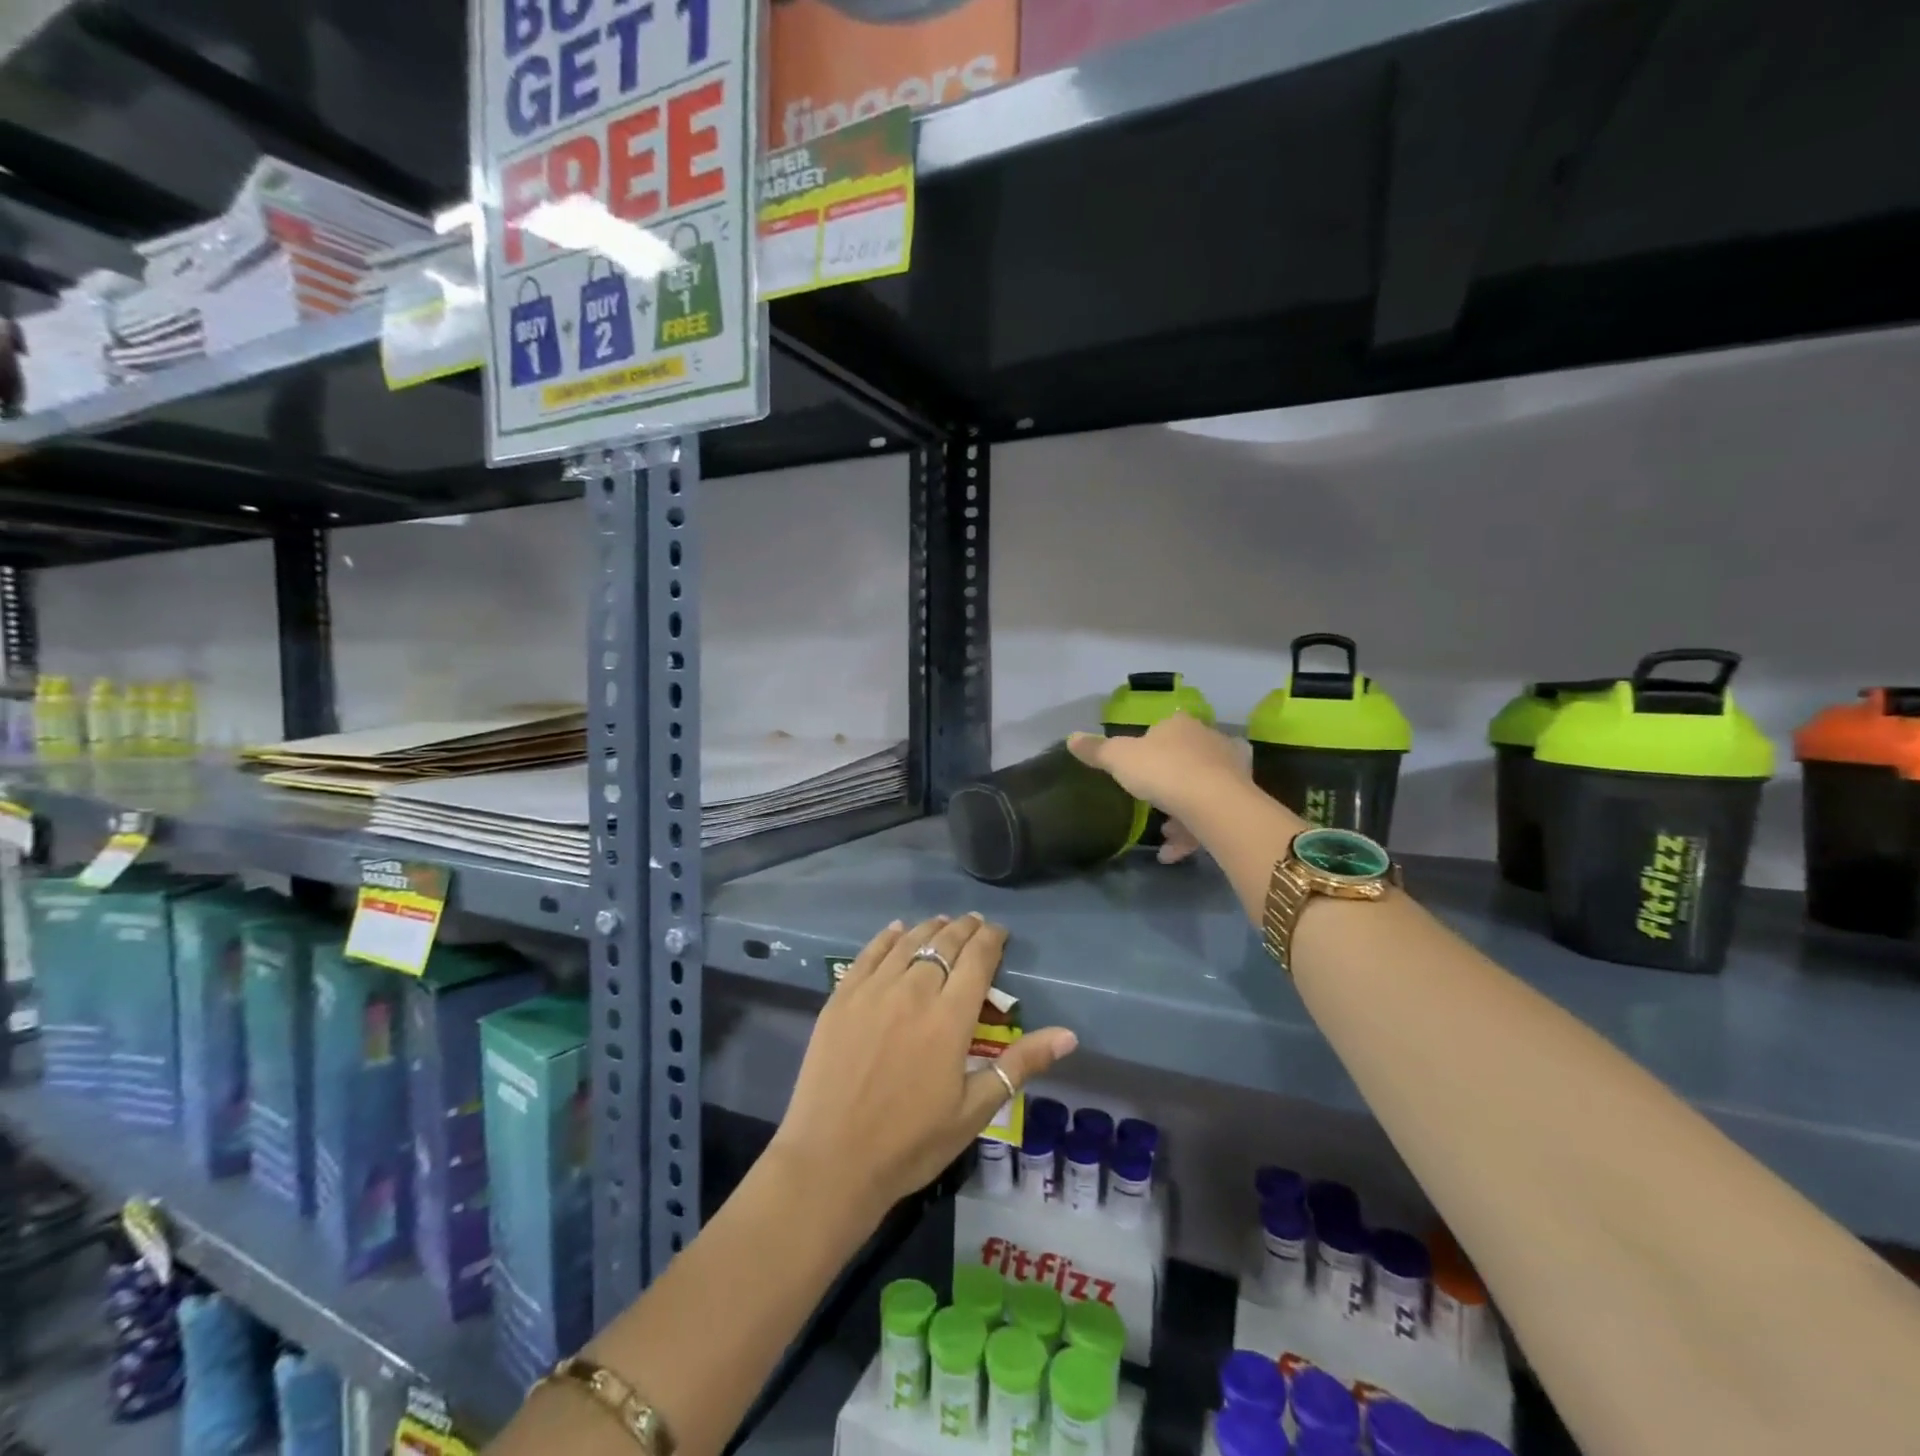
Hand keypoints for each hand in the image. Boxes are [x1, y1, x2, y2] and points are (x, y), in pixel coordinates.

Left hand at [772, 914, 1077, 1223]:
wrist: (831, 1161)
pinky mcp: (841, 999)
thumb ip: (1020, 1064)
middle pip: (943, 944)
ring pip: (907, 943)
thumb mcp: (974, 1111)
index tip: (1000, 932)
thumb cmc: (911, 1143)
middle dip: (964, 929)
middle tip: (975, 923)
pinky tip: (896, 930)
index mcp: (949, 1018)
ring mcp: (873, 992)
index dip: (991, 939)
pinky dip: (886, 937)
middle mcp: (913, 992)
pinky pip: (868, 955)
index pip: (977, 960)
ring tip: (942, 922)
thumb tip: (1069, 1035)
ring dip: (930, 928)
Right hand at [1068, 714, 1253, 861]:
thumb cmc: (1162, 770)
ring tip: (1162, 832)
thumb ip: (1097, 750)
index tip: (1137, 767)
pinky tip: (1172, 853)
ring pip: (1202, 789)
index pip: (1165, 728)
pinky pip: (1212, 816)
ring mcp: (1232, 770)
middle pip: (1186, 758)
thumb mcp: (1118, 758)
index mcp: (1181, 725)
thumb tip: (1071, 737)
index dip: (1150, 746)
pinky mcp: (1243, 800)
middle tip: (1150, 800)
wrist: (1213, 803)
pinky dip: (1192, 834)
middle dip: (1169, 781)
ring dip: (1181, 812)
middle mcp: (1211, 741)